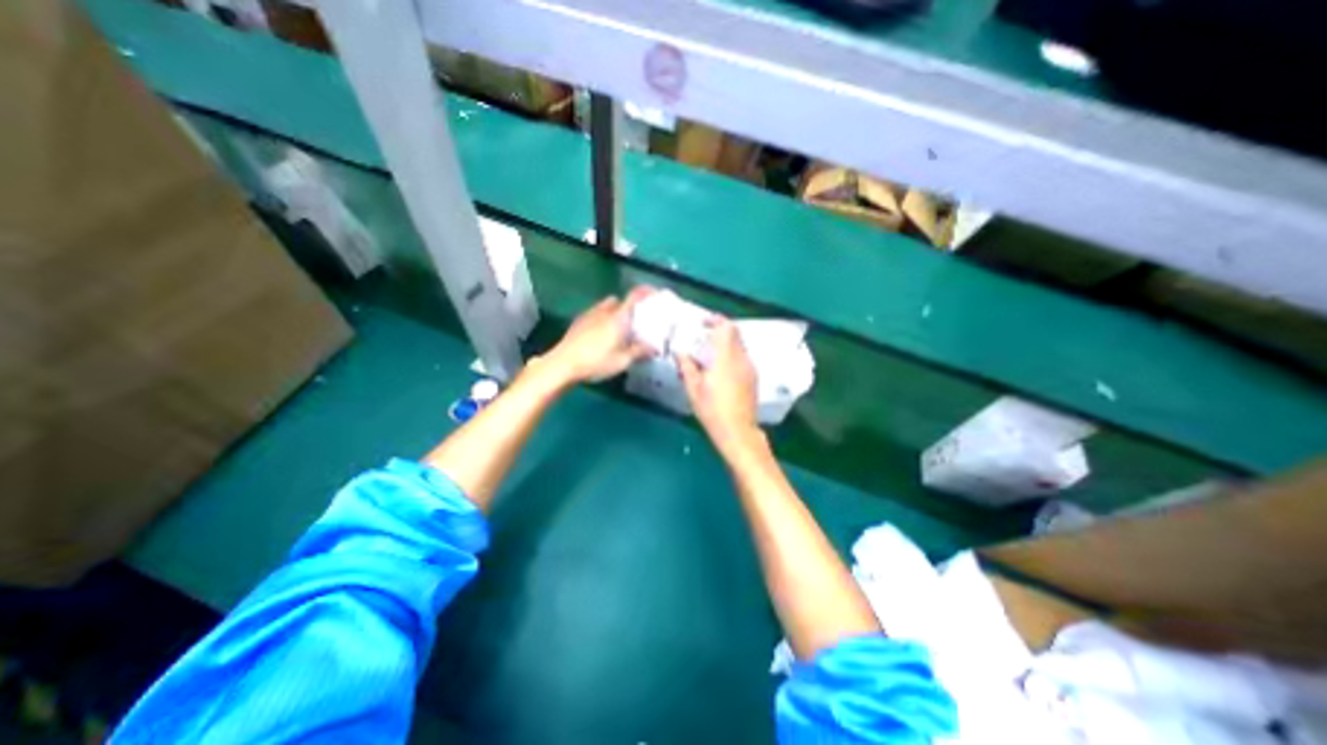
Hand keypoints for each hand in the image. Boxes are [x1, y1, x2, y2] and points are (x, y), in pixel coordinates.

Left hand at [540, 287, 655, 387]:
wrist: (563, 364)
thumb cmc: (596, 362)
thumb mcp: (622, 361)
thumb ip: (639, 352)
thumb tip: (655, 347)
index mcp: (618, 317)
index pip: (635, 296)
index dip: (646, 292)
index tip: (655, 294)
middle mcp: (604, 310)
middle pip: (620, 301)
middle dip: (629, 308)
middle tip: (635, 322)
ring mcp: (589, 314)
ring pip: (606, 306)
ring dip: (615, 312)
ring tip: (618, 329)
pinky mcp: (579, 321)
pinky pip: (595, 313)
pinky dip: (602, 318)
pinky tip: (601, 335)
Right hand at [678, 318, 762, 452]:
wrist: (738, 431)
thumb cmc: (712, 410)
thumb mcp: (693, 388)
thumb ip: (687, 366)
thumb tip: (680, 352)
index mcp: (726, 357)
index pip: (727, 327)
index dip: (716, 320)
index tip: (703, 323)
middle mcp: (742, 358)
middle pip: (735, 334)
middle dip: (719, 331)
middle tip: (703, 338)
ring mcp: (750, 368)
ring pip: (739, 346)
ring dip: (726, 344)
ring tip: (709, 355)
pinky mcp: (753, 378)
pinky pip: (743, 358)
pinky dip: (732, 356)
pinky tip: (720, 370)